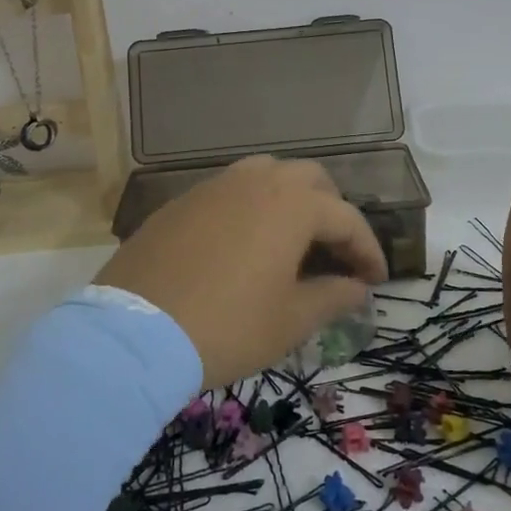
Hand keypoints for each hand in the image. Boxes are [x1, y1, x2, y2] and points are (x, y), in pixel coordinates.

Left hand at [95, 156, 387, 386]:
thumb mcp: (290, 320)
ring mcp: (213, 187)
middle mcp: (255, 181)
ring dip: (289, 201)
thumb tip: (358, 288)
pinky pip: (230, 192)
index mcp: (291, 204)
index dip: (367, 250)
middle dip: (331, 212)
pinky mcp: (181, 202)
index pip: (346, 219)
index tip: (376, 280)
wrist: (134, 334)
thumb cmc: (227, 326)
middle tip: (335, 253)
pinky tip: (244, 245)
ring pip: (266, 176)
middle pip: (310, 180)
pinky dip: (251, 209)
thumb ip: (333, 297)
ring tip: (292, 241)